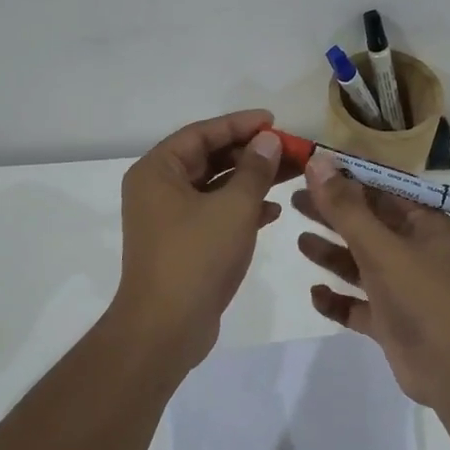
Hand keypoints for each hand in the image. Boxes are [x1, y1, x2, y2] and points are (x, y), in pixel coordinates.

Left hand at [108, 110, 293, 374]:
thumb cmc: (196, 258)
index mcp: (158, 171)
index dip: (240, 124)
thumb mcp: (233, 208)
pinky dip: (242, 209)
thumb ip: (254, 170)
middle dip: (250, 154)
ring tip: (291, 174)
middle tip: (289, 150)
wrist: (166, 328)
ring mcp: (169, 219)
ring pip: (215, 187)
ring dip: (251, 181)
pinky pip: (215, 213)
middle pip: (209, 158)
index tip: (275, 121)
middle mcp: (158, 189)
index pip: (202, 133)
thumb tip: (268, 140)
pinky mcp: (183, 244)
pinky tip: (275, 212)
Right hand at [293, 153, 449, 407]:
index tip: (311, 164)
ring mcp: (403, 287)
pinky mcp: (391, 320)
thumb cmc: (423, 298)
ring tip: (299, 240)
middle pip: (367, 222)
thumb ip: (346, 208)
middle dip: (332, 211)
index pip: (382, 186)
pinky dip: (337, 298)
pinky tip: (315, 293)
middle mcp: (414, 249)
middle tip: (293, 198)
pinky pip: (358, 303)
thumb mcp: (382, 248)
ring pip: (360, 262)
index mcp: (424, 223)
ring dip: (332, 252)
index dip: (348, 174)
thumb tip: (319, 162)